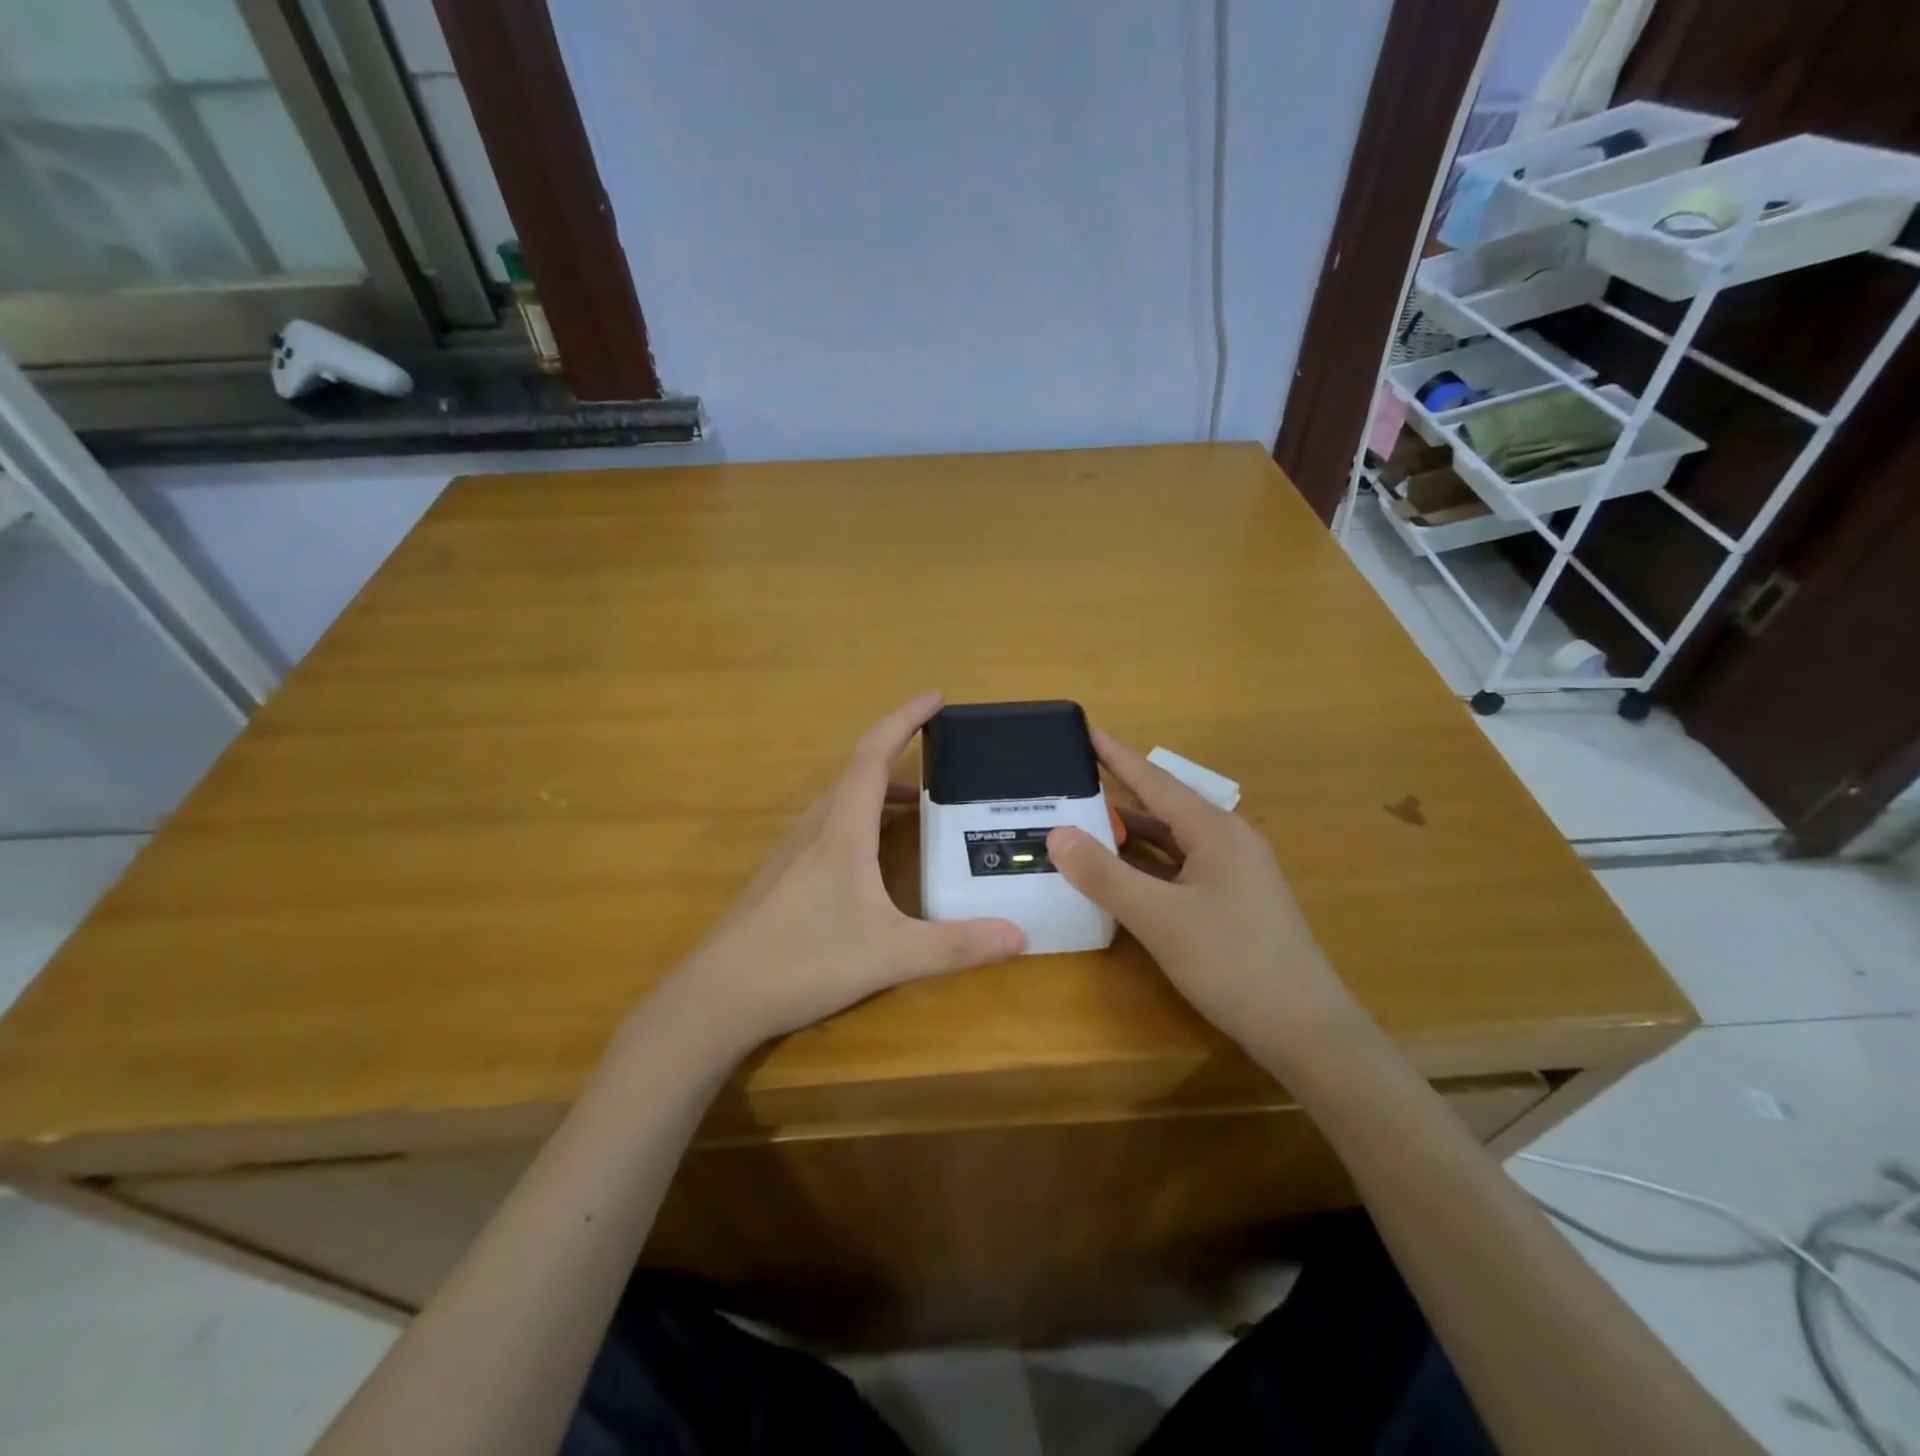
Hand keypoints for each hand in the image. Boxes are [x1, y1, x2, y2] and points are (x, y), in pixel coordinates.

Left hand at [653, 692, 1025, 1057]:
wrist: (718, 997)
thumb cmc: (804, 961)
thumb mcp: (890, 956)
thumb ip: (955, 946)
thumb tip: (1020, 936)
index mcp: (841, 830)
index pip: (874, 756)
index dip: (905, 719)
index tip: (935, 696)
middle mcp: (815, 829)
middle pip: (857, 771)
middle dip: (898, 751)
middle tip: (939, 752)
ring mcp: (793, 852)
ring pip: (841, 801)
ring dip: (880, 790)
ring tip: (919, 803)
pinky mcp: (783, 876)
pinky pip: (829, 826)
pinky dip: (861, 819)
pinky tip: (873, 854)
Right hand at [1045, 731, 1352, 1059]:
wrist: (1304, 1029)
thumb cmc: (1232, 962)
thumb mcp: (1159, 918)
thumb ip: (1105, 875)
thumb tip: (1056, 834)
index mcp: (1215, 831)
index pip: (1156, 781)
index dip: (1117, 756)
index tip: (1086, 731)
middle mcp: (1227, 842)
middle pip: (1163, 809)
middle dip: (1117, 797)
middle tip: (1070, 786)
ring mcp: (1233, 875)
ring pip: (1172, 843)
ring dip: (1130, 837)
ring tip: (1083, 827)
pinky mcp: (1232, 904)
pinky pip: (1179, 870)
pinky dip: (1146, 867)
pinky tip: (1120, 876)